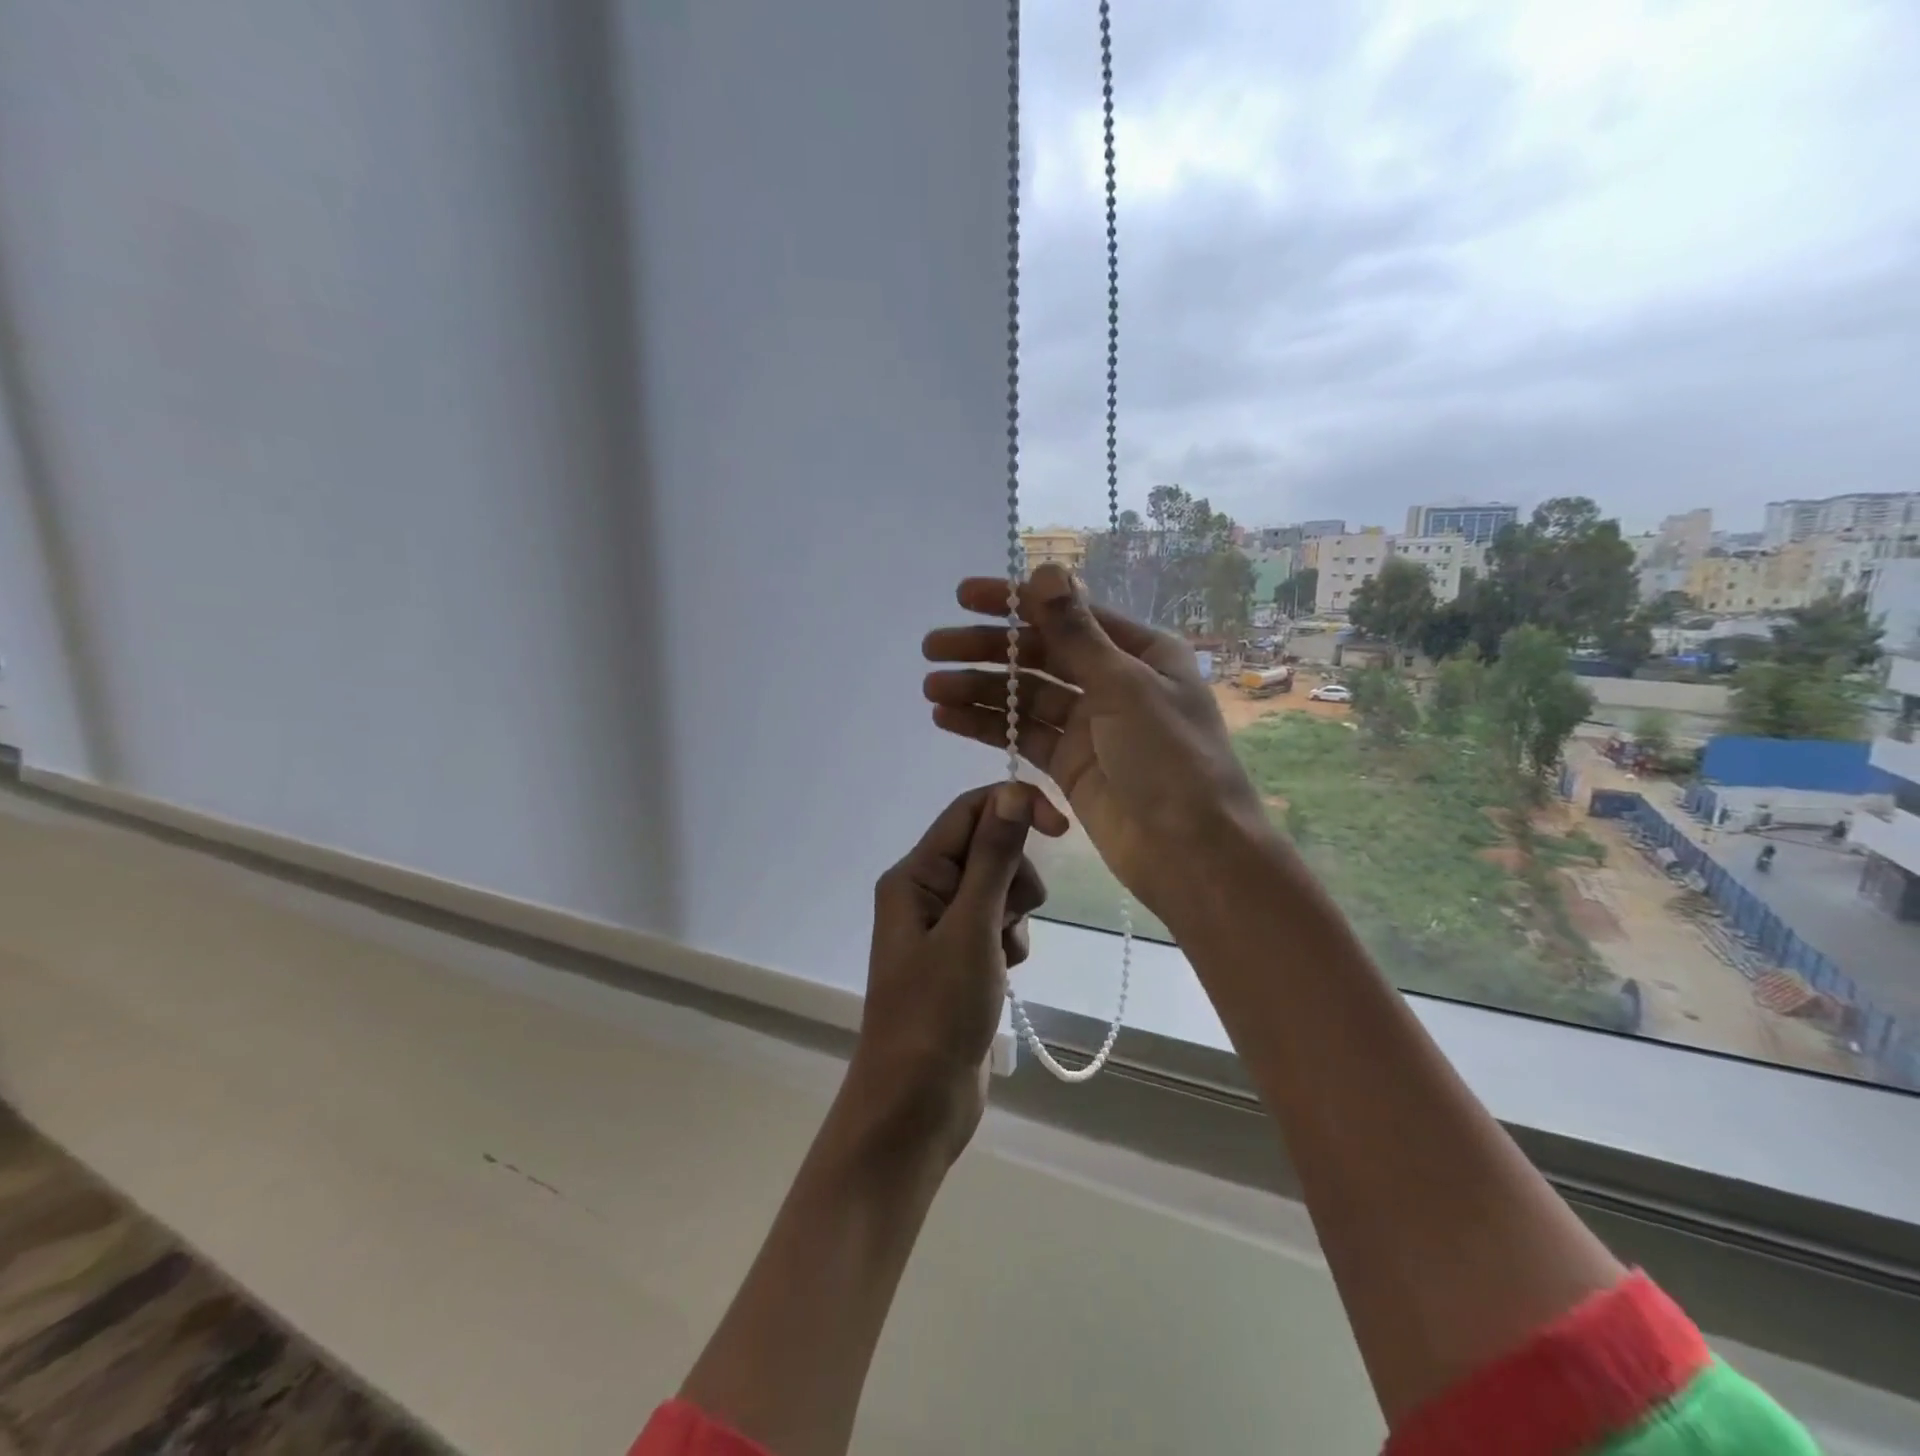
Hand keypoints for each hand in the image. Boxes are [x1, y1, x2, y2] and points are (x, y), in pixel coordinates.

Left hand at [848, 782, 1050, 1160]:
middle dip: (1014, 877)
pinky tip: (1004, 975)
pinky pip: (997, 925)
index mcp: (914, 875)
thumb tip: (1014, 794)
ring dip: (1014, 915)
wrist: (916, 1103)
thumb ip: (994, 859)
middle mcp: (924, 891)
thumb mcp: (971, 929)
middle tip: (1010, 920)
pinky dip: (1010, 942)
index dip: (1016, 807)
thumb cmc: (937, 1012)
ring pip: (998, 888)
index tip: (1062, 828)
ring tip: (1002, 956)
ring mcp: (941, 926)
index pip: (970, 811)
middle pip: (988, 848)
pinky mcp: (959, 957)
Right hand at [922, 564, 1268, 925]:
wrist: (1192, 853)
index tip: (962, 595)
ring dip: (979, 690)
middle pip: (1040, 655)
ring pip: (1025, 697)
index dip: (1014, 602)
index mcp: (1140, 652)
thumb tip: (1045, 568)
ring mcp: (1090, 726)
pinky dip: (988, 725)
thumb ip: (1076, 632)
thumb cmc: (1170, 759)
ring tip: (931, 687)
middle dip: (986, 650)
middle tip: (933, 648)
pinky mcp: (1069, 764)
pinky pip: (1022, 735)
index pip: (1067, 614)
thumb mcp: (1124, 686)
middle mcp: (1114, 682)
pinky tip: (946, 718)